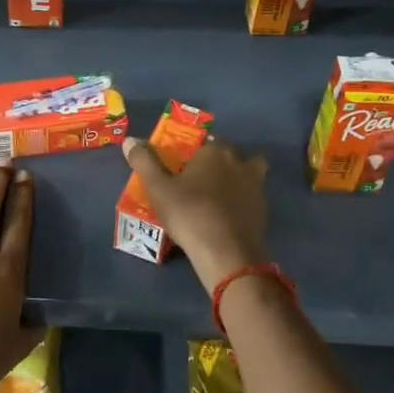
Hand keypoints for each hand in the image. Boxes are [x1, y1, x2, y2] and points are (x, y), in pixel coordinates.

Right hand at [122, 135, 269, 291]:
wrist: (226, 252)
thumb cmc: (189, 213)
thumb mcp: (158, 188)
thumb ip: (144, 162)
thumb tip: (129, 140)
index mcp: (215, 151)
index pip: (206, 141)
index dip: (195, 152)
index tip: (183, 166)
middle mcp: (239, 162)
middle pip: (229, 154)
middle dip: (217, 162)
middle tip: (198, 181)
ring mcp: (255, 186)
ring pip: (249, 173)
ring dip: (237, 178)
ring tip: (217, 196)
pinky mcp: (263, 210)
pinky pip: (252, 197)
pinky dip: (242, 202)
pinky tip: (227, 216)